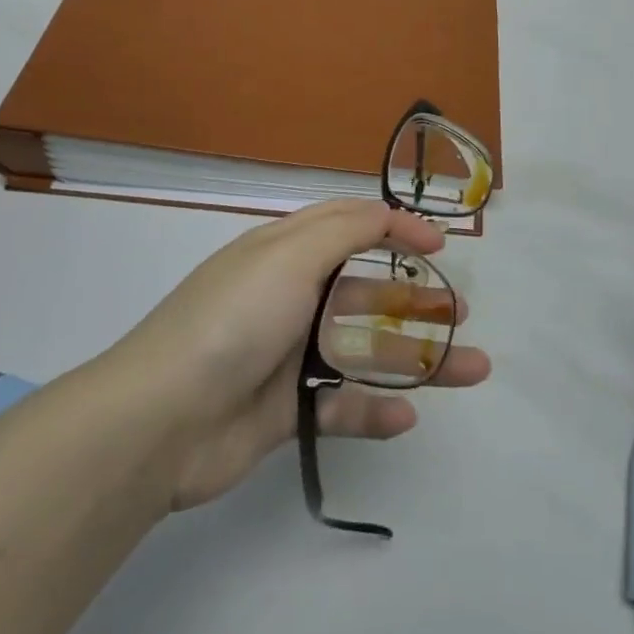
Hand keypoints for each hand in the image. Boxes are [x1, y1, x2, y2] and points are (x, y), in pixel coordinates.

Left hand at [110, 200, 490, 511]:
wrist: (161, 420)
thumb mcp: (290, 256)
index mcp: (283, 254)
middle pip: (365, 292)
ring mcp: (287, 357)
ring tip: (472, 368)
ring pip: (364, 352)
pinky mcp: (285, 412)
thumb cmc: (234, 320)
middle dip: (415, 300)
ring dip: (417, 359)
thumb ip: (346, 230)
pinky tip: (407, 415)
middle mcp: (288, 299)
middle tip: (461, 312)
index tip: (440, 244)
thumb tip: (389, 212)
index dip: (394, 228)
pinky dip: (374, 410)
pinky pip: (340, 407)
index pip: (347, 226)